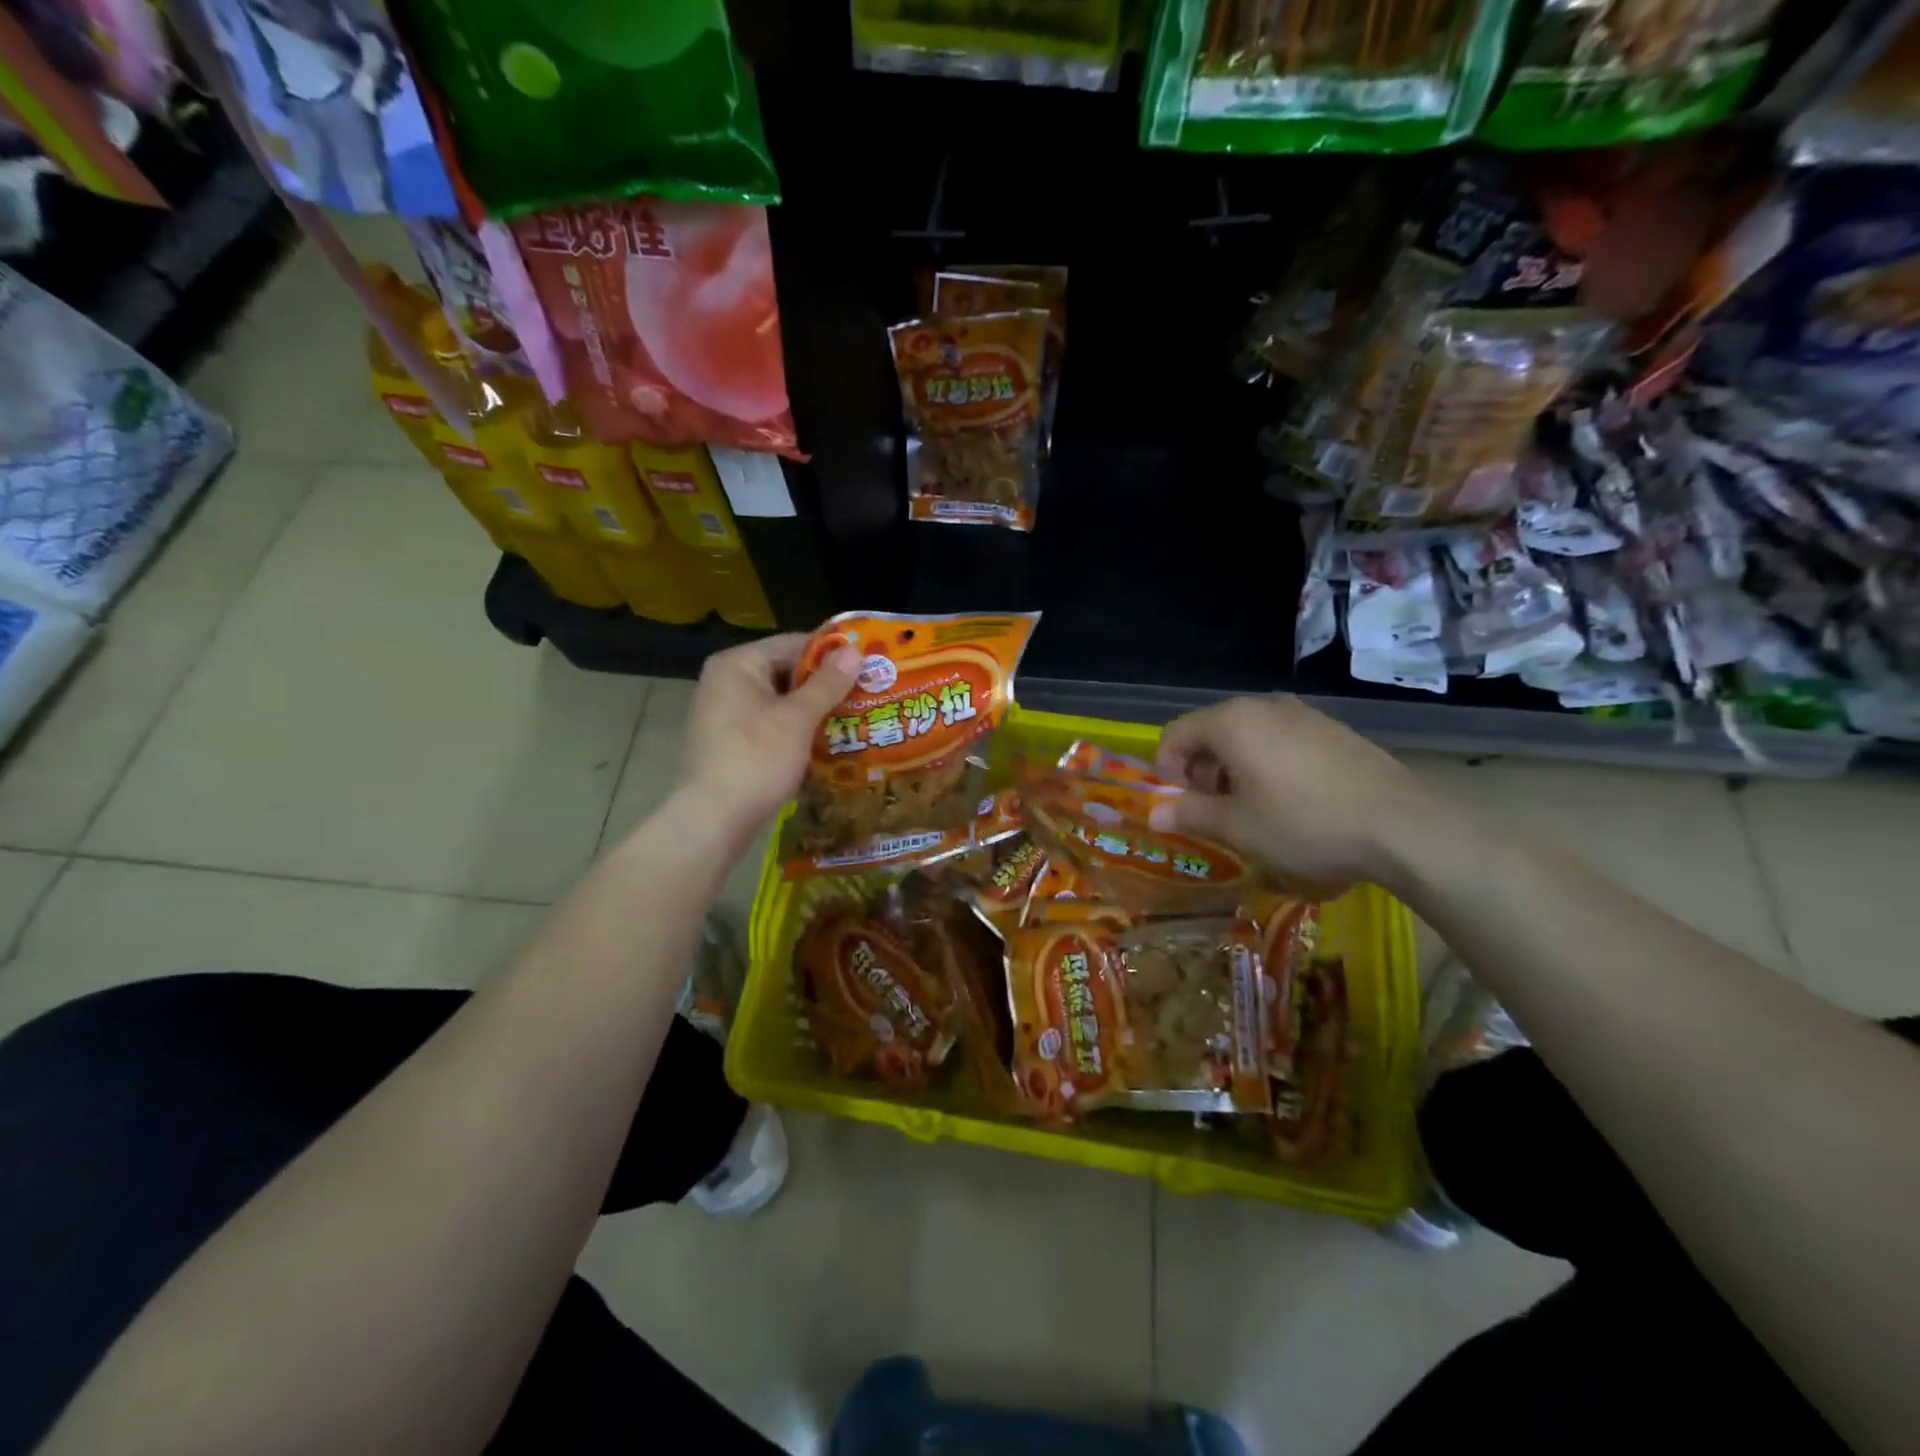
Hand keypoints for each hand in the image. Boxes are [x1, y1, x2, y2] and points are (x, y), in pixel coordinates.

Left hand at [679, 633, 859, 836]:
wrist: (714, 820)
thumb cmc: (757, 758)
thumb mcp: (798, 718)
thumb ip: (827, 683)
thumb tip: (855, 651)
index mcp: (737, 664)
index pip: (793, 644)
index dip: (832, 654)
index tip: (868, 664)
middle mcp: (726, 682)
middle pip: (785, 671)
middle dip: (825, 684)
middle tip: (867, 693)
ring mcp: (725, 714)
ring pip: (780, 701)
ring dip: (814, 710)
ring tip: (855, 717)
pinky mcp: (730, 743)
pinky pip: (770, 725)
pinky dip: (797, 730)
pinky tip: (827, 743)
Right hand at [1149, 696, 1437, 886]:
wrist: (1402, 825)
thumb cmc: (1304, 822)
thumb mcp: (1238, 826)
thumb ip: (1191, 814)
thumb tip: (1154, 814)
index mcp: (1232, 722)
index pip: (1176, 734)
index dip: (1167, 769)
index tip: (1181, 804)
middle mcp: (1264, 706)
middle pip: (1211, 730)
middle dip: (1200, 769)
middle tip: (1213, 809)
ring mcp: (1303, 714)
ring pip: (1247, 734)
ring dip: (1233, 767)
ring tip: (1251, 807)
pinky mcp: (1332, 729)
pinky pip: (1280, 738)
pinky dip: (1267, 762)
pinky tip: (1289, 799)